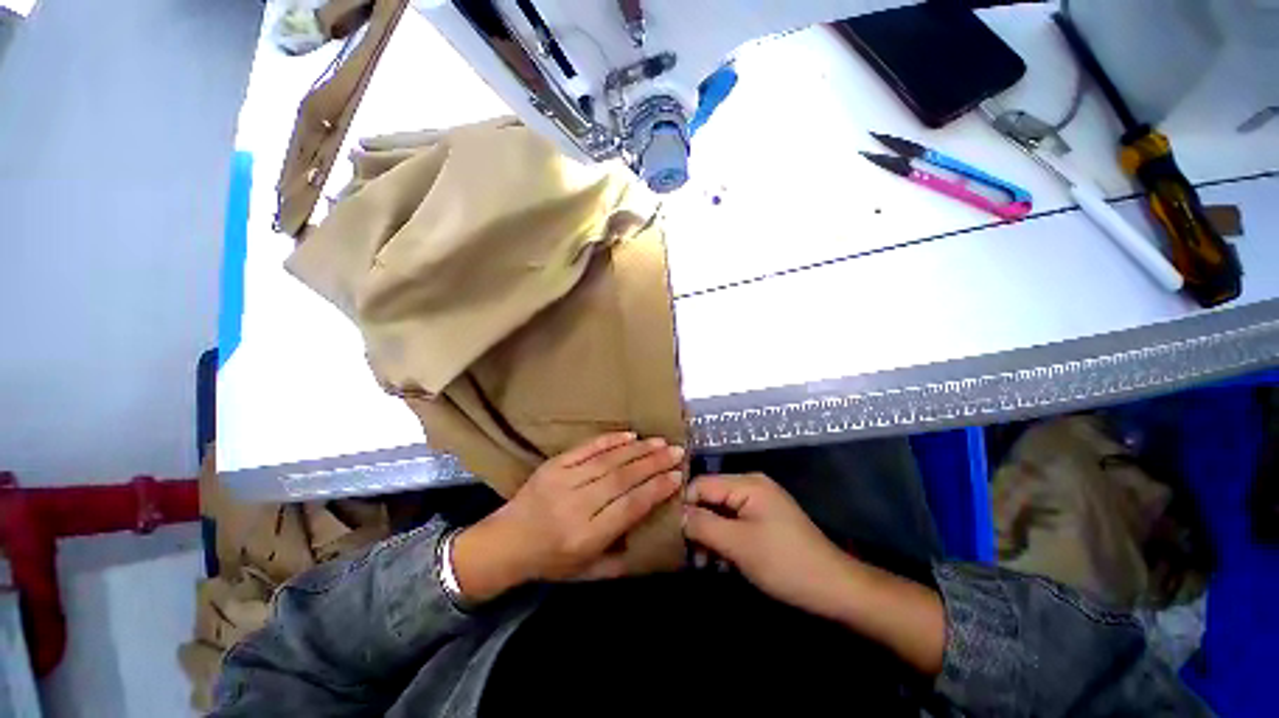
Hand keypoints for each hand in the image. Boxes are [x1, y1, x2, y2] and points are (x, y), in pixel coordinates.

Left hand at [453, 433, 684, 602]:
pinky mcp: (553, 465)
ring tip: (661, 441)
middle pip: (622, 479)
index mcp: (585, 537)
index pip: (629, 507)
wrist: (505, 543)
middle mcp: (575, 506)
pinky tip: (630, 435)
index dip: (656, 489)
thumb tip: (654, 526)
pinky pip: (586, 448)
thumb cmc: (551, 562)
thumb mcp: (588, 572)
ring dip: (638, 449)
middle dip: (654, 463)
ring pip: (608, 460)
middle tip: (677, 451)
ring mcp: (562, 481)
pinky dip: (610, 439)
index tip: (678, 476)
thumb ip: (622, 555)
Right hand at [684, 473, 944, 675]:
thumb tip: (677, 513)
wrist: (833, 587)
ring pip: (720, 511)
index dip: (684, 504)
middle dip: (697, 522)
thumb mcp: (738, 544)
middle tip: (686, 551)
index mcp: (746, 484)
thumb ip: (703, 524)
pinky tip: (719, 560)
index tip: (669, 530)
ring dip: (709, 534)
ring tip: (701, 561)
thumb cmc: (784, 563)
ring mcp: (759, 502)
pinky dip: (724, 538)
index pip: (701, 484)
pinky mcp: (764, 518)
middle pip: (710, 496)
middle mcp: (751, 485)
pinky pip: (734, 521)